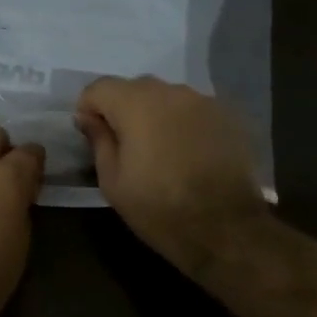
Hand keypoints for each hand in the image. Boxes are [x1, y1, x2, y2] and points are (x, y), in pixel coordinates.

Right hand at [75, 76, 269, 274]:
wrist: (226, 229)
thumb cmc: (159, 208)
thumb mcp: (113, 182)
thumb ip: (98, 140)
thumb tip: (88, 117)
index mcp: (136, 104)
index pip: (99, 87)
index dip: (88, 108)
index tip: (91, 135)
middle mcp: (171, 91)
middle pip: (134, 88)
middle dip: (122, 109)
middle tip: (125, 145)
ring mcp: (204, 101)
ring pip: (167, 97)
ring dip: (156, 115)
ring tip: (160, 150)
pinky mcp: (229, 116)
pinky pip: (194, 110)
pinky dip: (184, 123)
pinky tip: (189, 153)